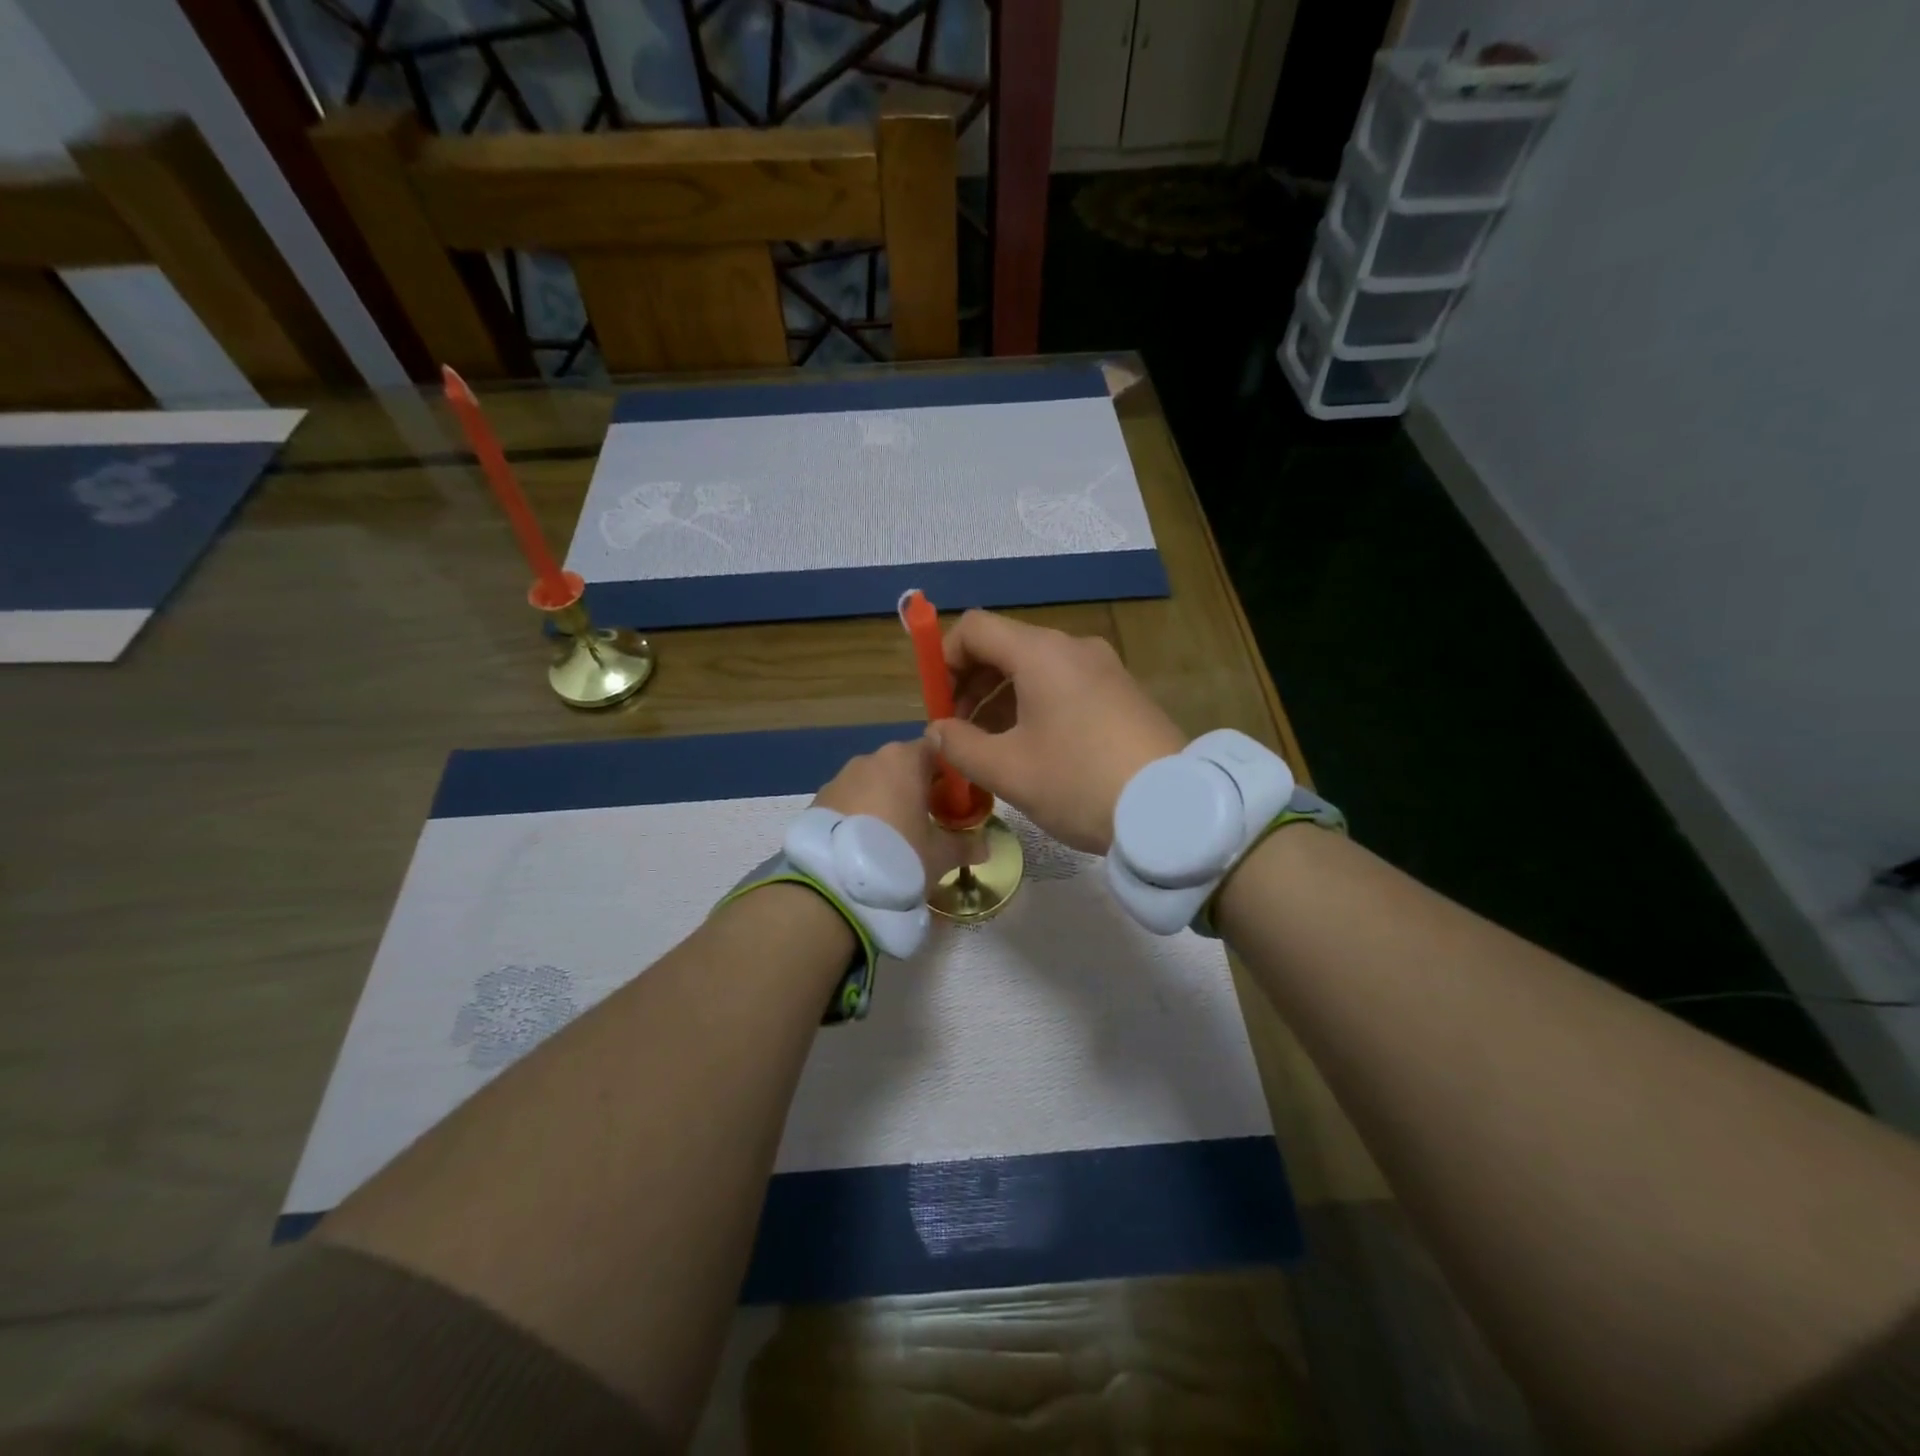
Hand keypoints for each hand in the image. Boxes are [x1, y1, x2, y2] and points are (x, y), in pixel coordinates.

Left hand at [813, 739, 970, 882]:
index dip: (950, 773)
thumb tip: (985, 847)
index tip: (956, 801)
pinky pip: (849, 801)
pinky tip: (865, 845)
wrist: (832, 884)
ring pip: (874, 783)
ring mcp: (839, 777)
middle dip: (917, 789)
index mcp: (905, 759)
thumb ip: (965, 846)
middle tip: (929, 822)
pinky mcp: (817, 800)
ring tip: (894, 838)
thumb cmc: (899, 855)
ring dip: (886, 802)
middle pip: (903, 766)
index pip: (937, 750)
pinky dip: (861, 815)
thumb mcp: (941, 856)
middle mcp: (870, 759)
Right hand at [929, 610, 1185, 852]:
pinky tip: (1033, 750)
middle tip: (958, 733)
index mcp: (1041, 653)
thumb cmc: (1079, 781)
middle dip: (971, 685)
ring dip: (1001, 701)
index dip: (943, 660)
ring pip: (1035, 670)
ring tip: (991, 749)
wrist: (1172, 810)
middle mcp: (1073, 648)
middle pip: (1005, 647)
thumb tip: (936, 731)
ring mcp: (1104, 669)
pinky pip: (1065, 686)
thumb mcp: (1008, 770)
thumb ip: (959, 746)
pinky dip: (1036, 707)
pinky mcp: (1122, 693)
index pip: (974, 629)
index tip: (937, 705)